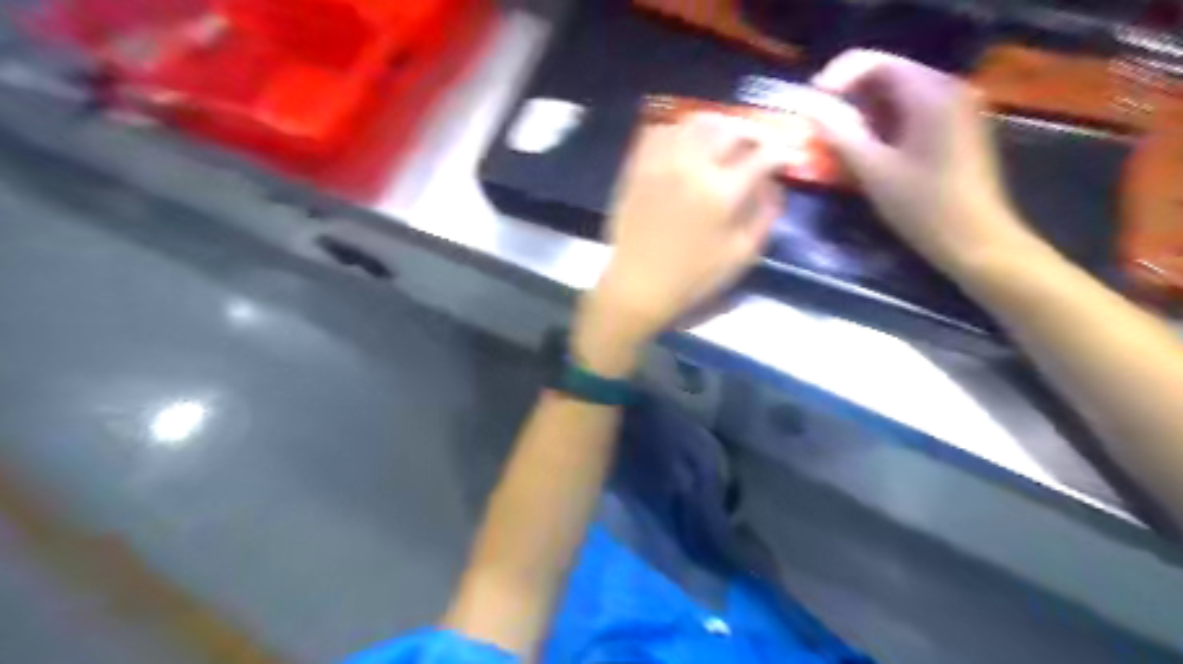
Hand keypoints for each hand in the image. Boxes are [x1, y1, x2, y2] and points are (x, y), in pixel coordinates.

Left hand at [576, 110, 787, 376]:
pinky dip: (680, 130)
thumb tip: (773, 183)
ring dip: (717, 125)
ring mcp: (661, 162)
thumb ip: (764, 214)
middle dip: (752, 132)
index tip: (788, 157)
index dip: (782, 152)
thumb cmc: (692, 278)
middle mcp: (692, 166)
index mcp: (721, 192)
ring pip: (694, 122)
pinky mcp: (638, 167)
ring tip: (725, 139)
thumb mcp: (741, 255)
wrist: (637, 285)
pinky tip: (687, 144)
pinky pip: (660, 131)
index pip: (762, 155)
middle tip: (758, 144)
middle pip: (729, 128)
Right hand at [808, 49, 1036, 274]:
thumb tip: (811, 111)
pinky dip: (882, 125)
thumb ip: (840, 136)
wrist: (975, 240)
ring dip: (862, 113)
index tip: (811, 104)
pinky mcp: (954, 130)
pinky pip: (910, 114)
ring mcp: (955, 110)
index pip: (876, 63)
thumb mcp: (874, 172)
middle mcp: (947, 90)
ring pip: (897, 97)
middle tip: (818, 125)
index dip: (837, 78)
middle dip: (848, 97)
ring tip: (834, 140)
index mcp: (931, 93)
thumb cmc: (924, 206)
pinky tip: (864, 149)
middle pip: (887, 76)